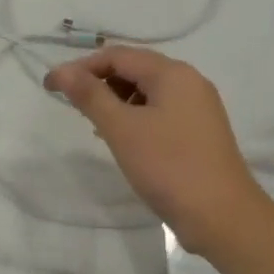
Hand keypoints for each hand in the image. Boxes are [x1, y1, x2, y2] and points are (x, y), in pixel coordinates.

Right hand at [44, 45, 266, 252]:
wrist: (222, 217)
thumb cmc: (168, 167)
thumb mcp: (122, 129)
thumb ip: (90, 96)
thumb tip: (61, 71)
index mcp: (173, 73)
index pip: (118, 55)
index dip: (81, 67)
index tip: (51, 87)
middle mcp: (190, 82)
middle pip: (135, 69)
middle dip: (100, 83)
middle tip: (73, 108)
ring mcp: (199, 108)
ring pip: (148, 92)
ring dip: (117, 101)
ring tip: (97, 127)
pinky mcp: (200, 132)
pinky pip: (161, 111)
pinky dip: (136, 118)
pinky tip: (124, 141)